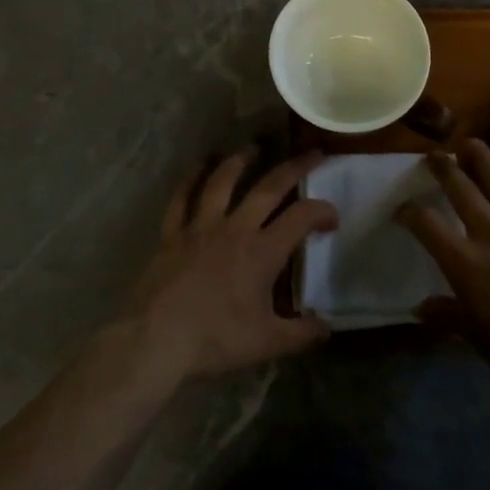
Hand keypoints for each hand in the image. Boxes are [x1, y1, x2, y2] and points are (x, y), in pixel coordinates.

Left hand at [122, 148, 337, 385]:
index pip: (301, 217)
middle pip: (269, 187)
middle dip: (294, 167)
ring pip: (223, 182)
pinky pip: (181, 198)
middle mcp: (235, 228)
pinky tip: (198, 164)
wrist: (157, 339)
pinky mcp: (173, 233)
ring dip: (240, 161)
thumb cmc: (215, 339)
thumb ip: (302, 333)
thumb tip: (328, 327)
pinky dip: (190, 178)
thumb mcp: (267, 342)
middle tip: (312, 153)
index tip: (332, 218)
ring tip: (253, 147)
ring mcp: (201, 226)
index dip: (322, 210)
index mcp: (262, 251)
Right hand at [396, 140, 489, 419]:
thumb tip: (421, 308)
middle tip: (434, 156)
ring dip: (483, 160)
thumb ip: (447, 315)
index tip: (403, 210)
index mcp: (466, 263)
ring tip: (471, 144)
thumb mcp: (477, 339)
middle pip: (462, 190)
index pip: (427, 225)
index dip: (410, 213)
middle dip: (444, 169)